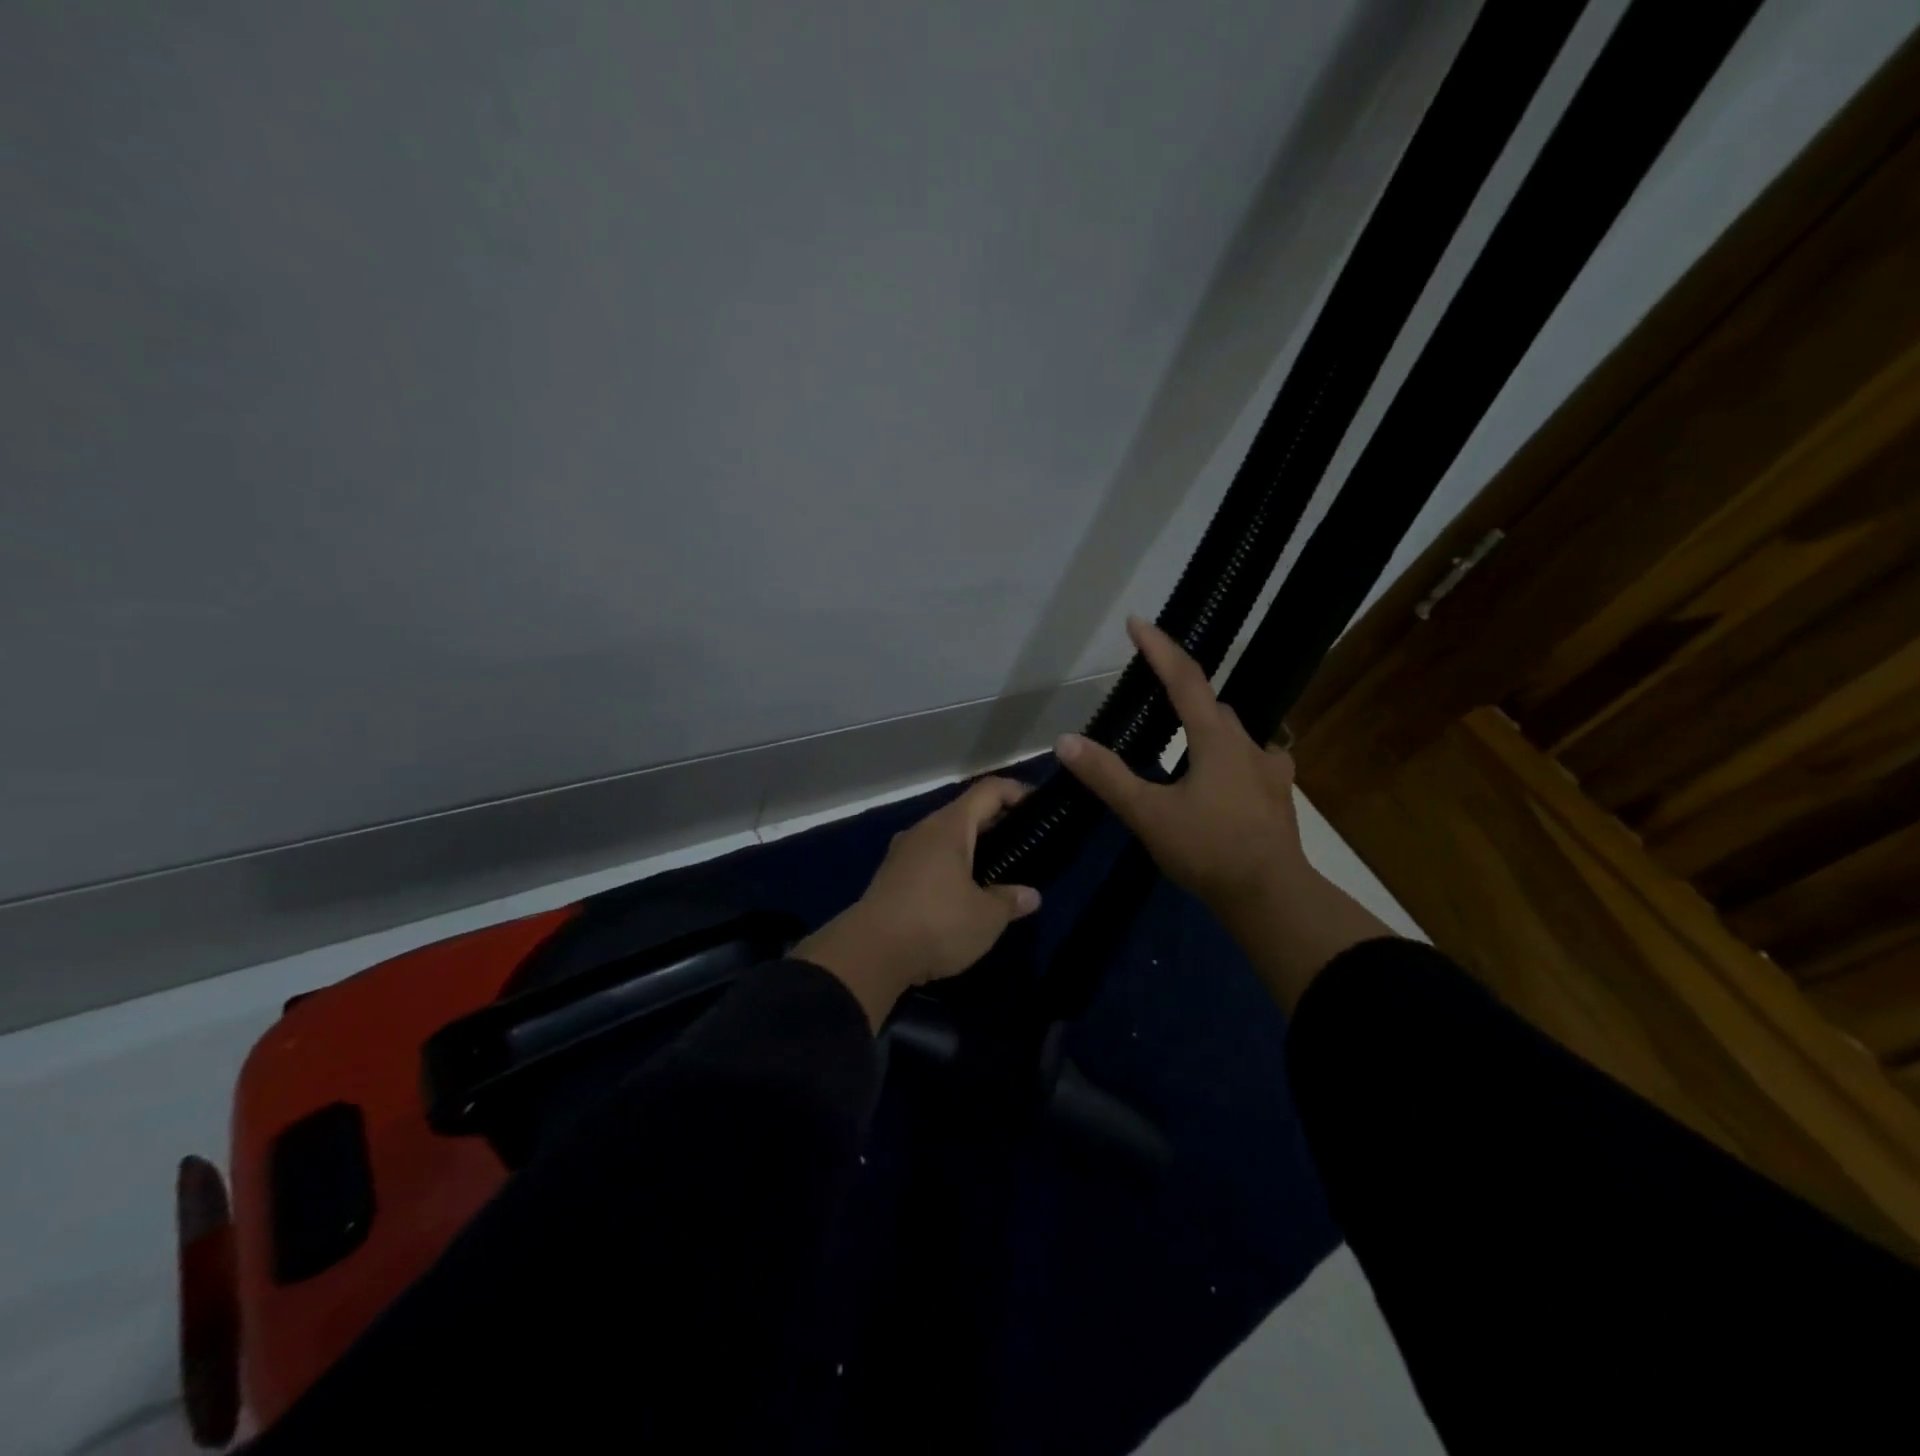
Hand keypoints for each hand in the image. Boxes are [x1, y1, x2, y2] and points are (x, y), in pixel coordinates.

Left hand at [794, 778, 1042, 1029]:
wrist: (869, 954)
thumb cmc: (936, 923)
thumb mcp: (985, 917)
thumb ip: (1010, 901)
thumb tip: (1030, 896)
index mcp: (949, 826)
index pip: (988, 790)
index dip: (1016, 792)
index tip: (1039, 807)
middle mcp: (923, 830)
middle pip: (965, 813)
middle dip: (996, 824)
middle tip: (1023, 845)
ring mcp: (902, 853)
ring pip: (945, 839)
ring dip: (971, 849)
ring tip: (997, 872)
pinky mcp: (890, 878)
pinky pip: (929, 860)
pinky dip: (950, 867)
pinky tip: (963, 894)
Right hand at [1055, 617, 1310, 923]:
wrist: (1272, 897)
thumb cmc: (1208, 850)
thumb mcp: (1148, 813)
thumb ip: (1107, 776)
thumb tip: (1065, 741)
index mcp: (1216, 739)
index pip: (1184, 679)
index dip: (1159, 648)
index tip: (1137, 621)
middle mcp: (1248, 744)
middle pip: (1211, 706)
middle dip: (1182, 693)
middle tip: (1152, 695)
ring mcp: (1269, 770)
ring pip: (1233, 734)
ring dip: (1206, 729)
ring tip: (1181, 745)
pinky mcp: (1278, 797)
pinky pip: (1251, 762)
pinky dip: (1229, 759)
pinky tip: (1222, 779)